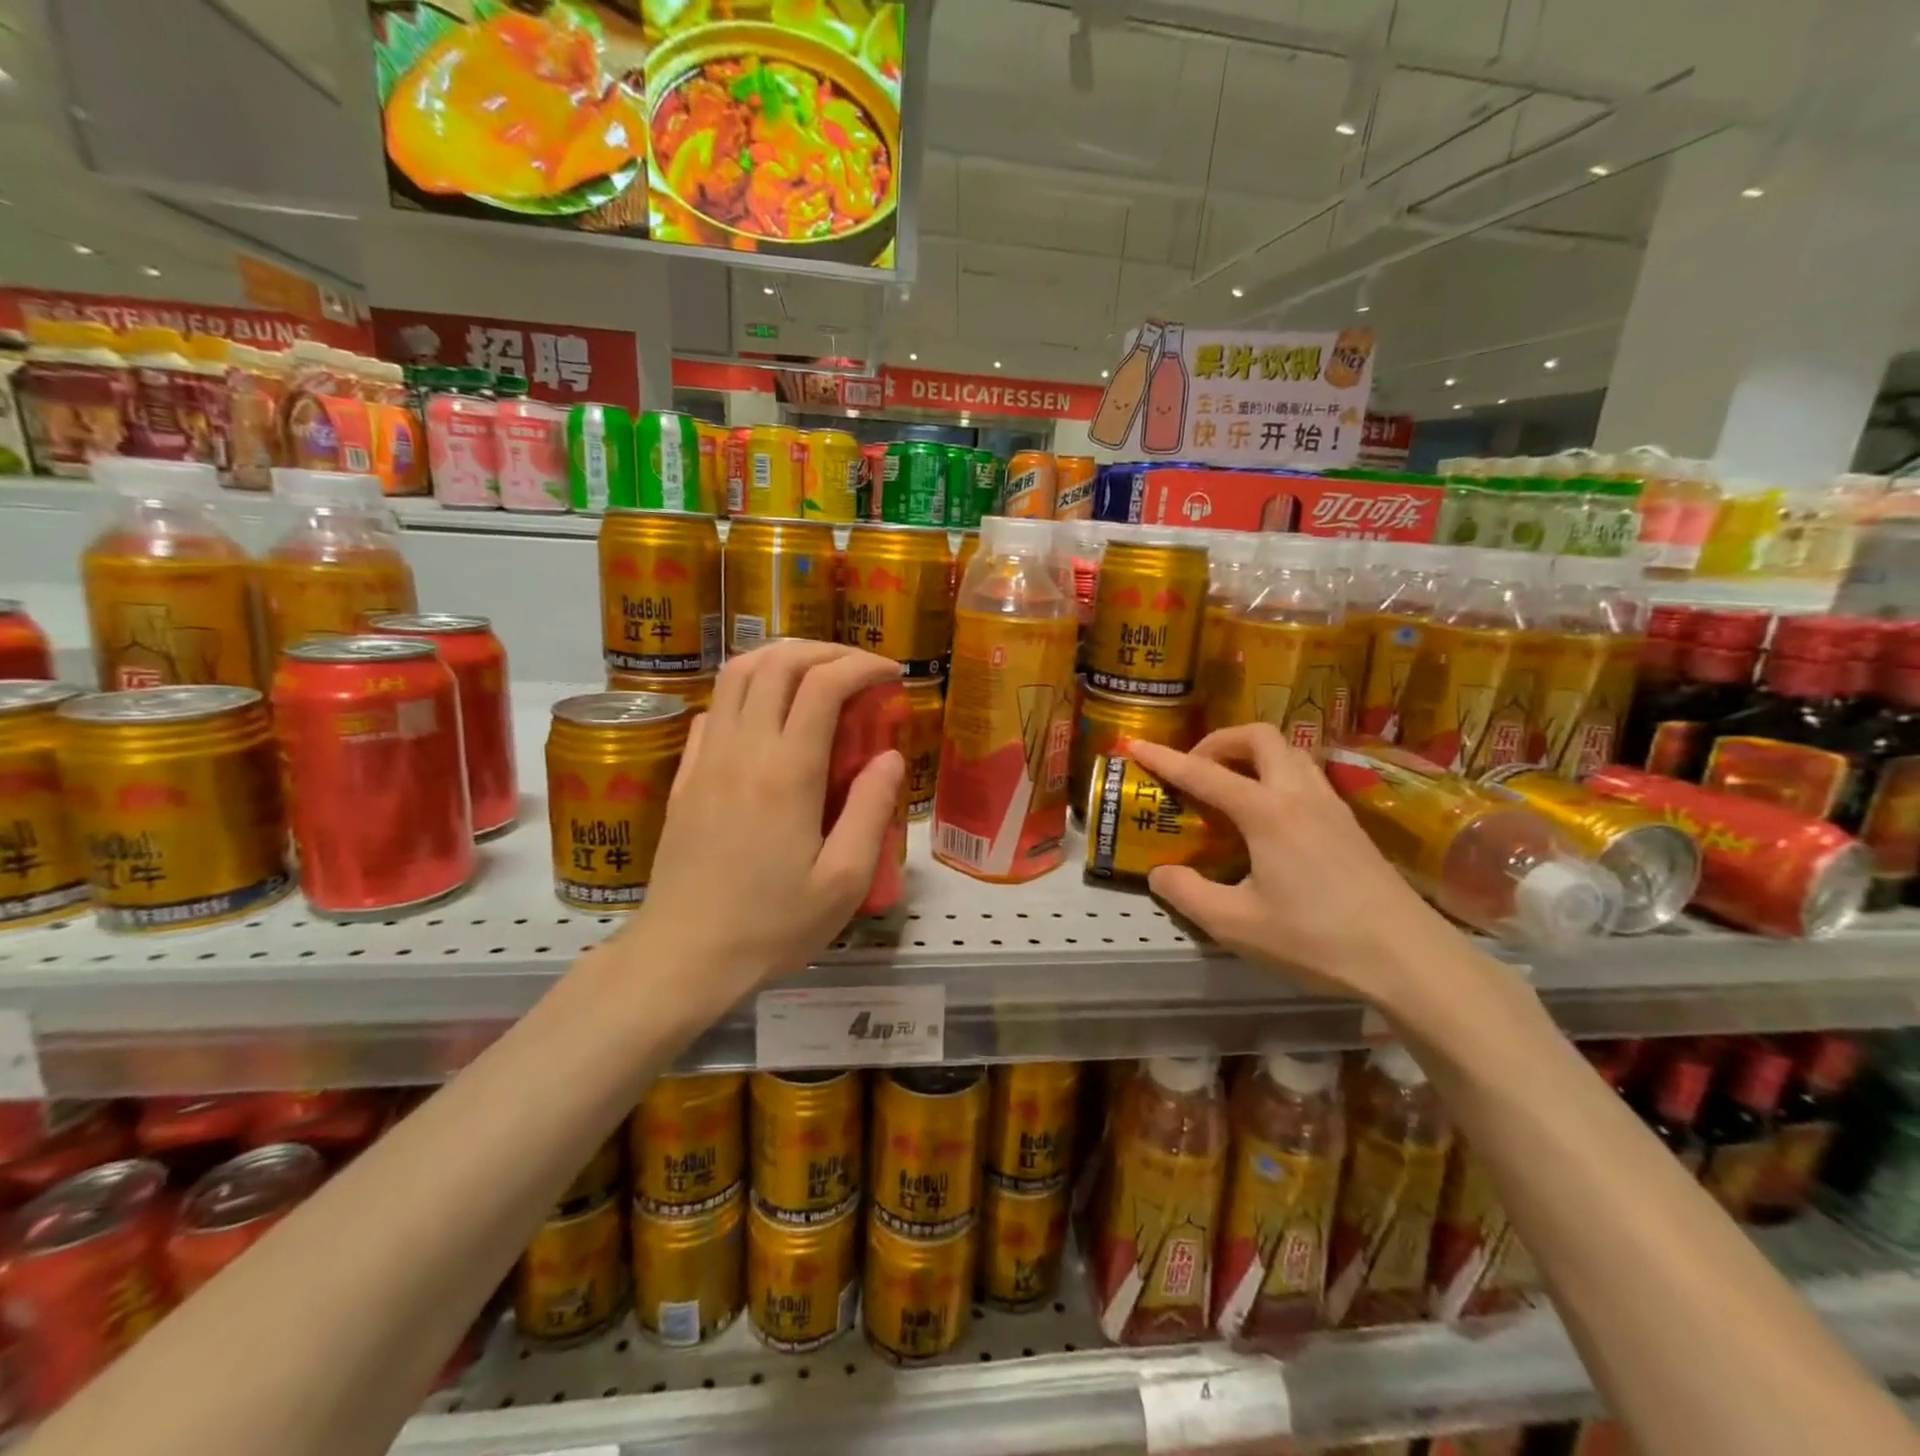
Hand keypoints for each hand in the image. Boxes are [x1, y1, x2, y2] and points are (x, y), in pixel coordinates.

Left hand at [622, 642, 904, 1005]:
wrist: (683, 957)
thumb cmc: (772, 925)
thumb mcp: (843, 880)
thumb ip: (870, 809)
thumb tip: (890, 755)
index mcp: (787, 772)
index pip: (824, 685)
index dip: (862, 666)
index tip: (892, 674)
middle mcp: (743, 750)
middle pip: (777, 663)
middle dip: (824, 652)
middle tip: (858, 669)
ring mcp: (706, 759)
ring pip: (737, 676)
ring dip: (781, 660)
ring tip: (815, 676)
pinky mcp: (685, 777)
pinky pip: (713, 710)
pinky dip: (746, 692)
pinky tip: (766, 716)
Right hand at [1127, 727, 1457, 1003]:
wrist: (1410, 959)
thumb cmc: (1318, 939)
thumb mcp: (1236, 925)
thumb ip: (1188, 894)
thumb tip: (1160, 872)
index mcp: (1267, 812)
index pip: (1204, 773)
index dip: (1165, 759)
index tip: (1134, 745)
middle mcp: (1299, 795)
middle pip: (1258, 737)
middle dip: (1218, 741)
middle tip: (1195, 770)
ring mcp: (1332, 806)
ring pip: (1288, 753)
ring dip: (1251, 755)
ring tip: (1229, 788)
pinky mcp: (1350, 825)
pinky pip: (1305, 777)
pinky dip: (1275, 776)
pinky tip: (1268, 818)